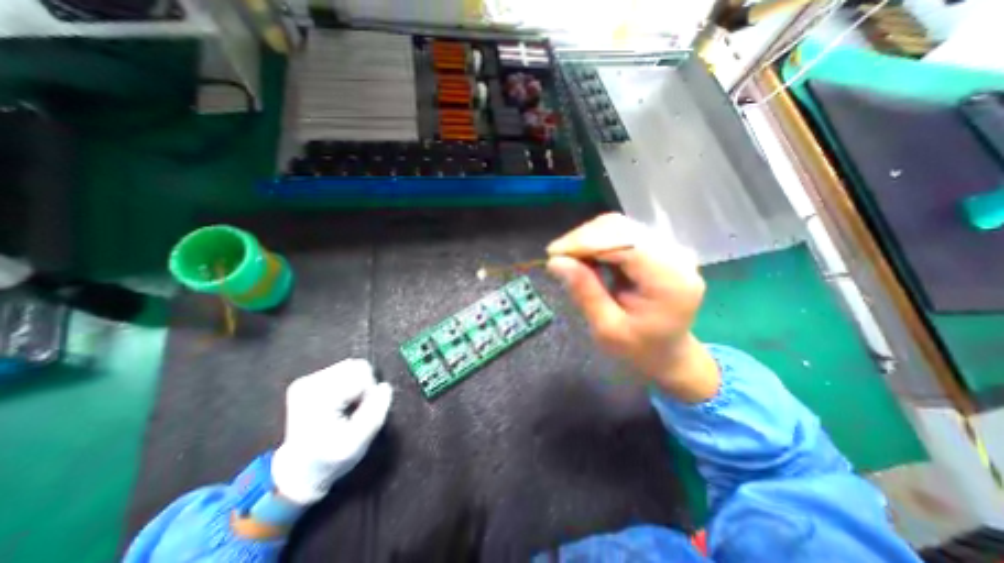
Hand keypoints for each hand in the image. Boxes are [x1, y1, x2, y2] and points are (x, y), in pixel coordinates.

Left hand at [273, 360, 393, 505]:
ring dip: (358, 386)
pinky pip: (345, 371)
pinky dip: (350, 385)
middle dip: (364, 386)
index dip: (369, 392)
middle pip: (357, 366)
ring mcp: (307, 381)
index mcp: (317, 398)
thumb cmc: (330, 461)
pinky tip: (341, 404)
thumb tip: (385, 386)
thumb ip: (375, 414)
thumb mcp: (357, 445)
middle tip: (356, 410)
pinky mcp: (310, 381)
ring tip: (349, 408)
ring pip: (352, 366)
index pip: (361, 374)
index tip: (360, 414)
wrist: (299, 471)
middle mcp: (309, 383)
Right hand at [546, 212, 717, 402]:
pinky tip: (584, 257)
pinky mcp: (657, 247)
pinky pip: (620, 233)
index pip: (625, 243)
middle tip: (556, 257)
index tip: (553, 254)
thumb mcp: (607, 329)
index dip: (586, 242)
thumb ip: (584, 292)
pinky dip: (596, 241)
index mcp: (671, 280)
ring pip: (618, 226)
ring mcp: (668, 248)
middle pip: (621, 228)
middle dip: (582, 239)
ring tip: (568, 258)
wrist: (668, 351)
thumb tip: (555, 261)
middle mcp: (675, 256)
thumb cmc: (639, 349)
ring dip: (587, 238)